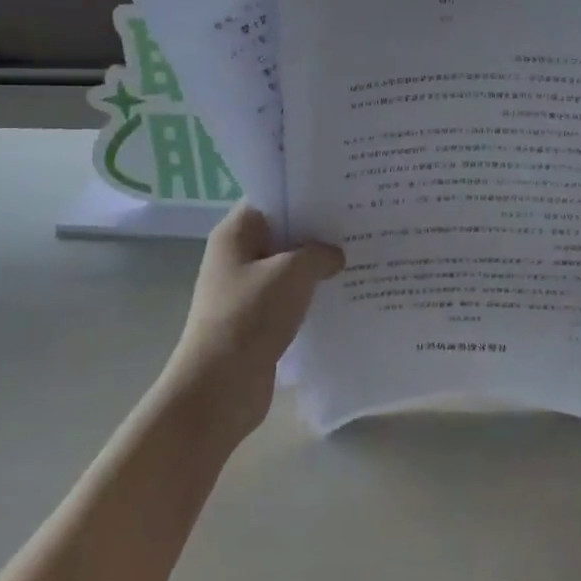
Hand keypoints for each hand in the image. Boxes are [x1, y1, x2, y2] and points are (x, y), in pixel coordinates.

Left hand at [163, 203, 343, 441]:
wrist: (219, 389)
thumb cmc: (250, 316)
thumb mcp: (292, 273)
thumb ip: (319, 253)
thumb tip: (335, 255)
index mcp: (235, 233)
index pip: (273, 197)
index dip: (306, 192)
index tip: (342, 192)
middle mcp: (238, 256)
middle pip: (284, 231)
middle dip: (318, 229)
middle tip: (360, 222)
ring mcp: (247, 290)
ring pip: (289, 266)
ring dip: (318, 265)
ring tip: (360, 255)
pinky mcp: (258, 320)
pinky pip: (291, 296)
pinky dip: (312, 294)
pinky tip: (344, 292)